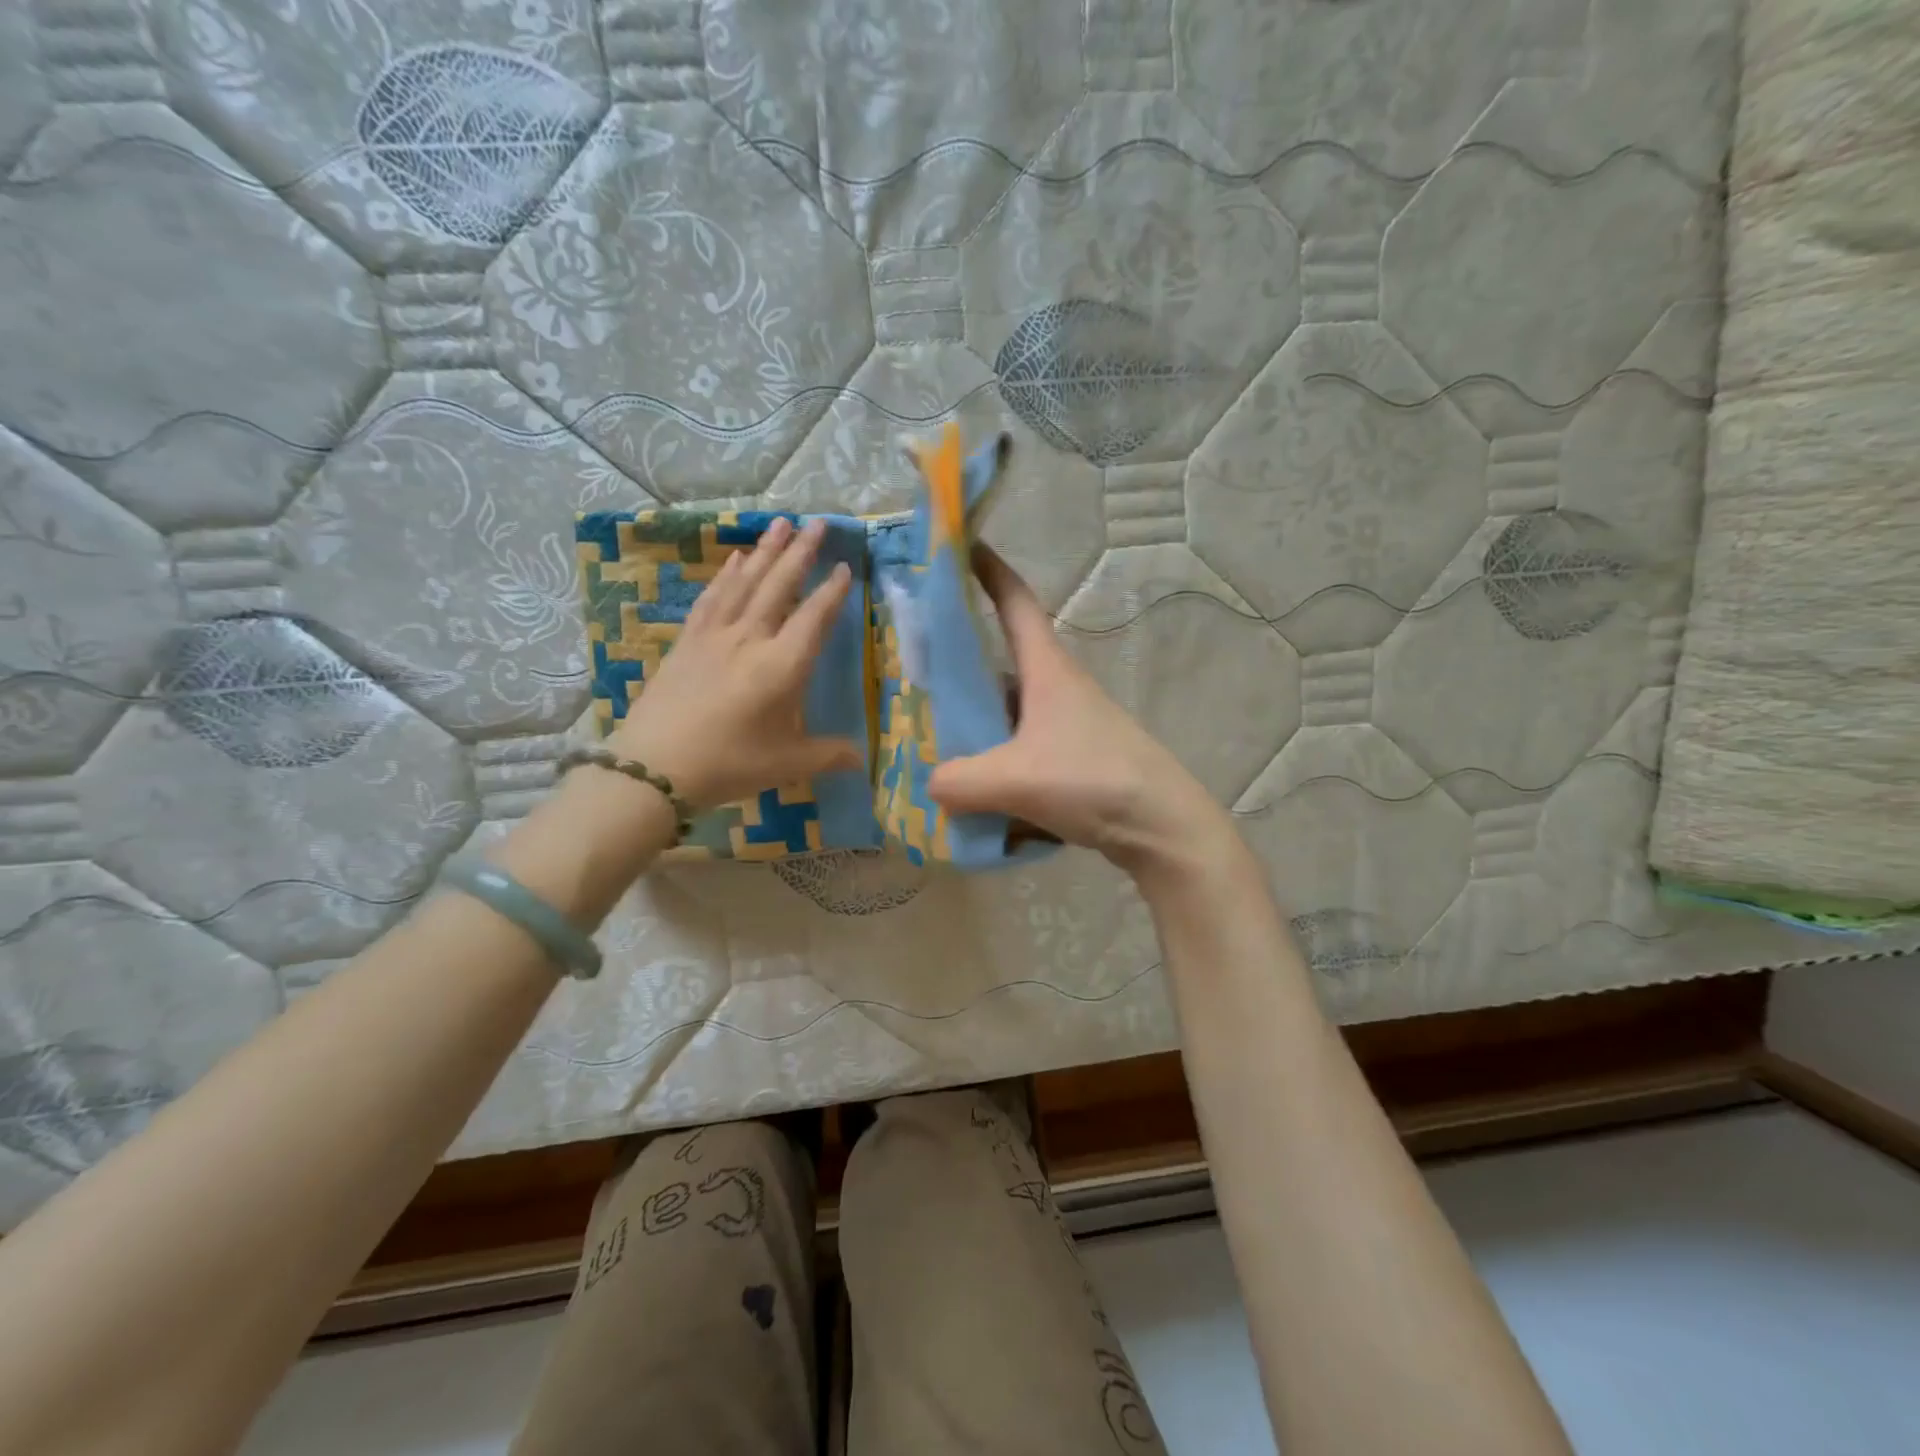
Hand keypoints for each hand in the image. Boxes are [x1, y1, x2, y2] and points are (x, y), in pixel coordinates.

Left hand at [605, 516, 860, 808]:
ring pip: (746, 582)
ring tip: (781, 523)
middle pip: (779, 586)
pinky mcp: (688, 641)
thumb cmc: (729, 764)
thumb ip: (829, 755)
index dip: (832, 592)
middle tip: (817, 522)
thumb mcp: (788, 764)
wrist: (654, 767)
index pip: (814, 618)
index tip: (844, 567)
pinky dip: (727, 574)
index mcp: (782, 666)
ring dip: (766, 551)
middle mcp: (751, 639)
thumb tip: (862, 758)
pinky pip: (712, 597)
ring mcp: (715, 636)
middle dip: (801, 552)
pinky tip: (737, 559)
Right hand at [928, 546, 1239, 880]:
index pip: (1015, 603)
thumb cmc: (1093, 781)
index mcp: (1047, 671)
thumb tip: (930, 784)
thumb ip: (959, 780)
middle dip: (962, 666)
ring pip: (1009, 714)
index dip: (989, 571)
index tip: (961, 545)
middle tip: (915, 676)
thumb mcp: (1014, 779)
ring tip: (933, 746)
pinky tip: (974, 796)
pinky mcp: (1074, 759)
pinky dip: (996, 764)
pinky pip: (1022, 751)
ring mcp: (1068, 725)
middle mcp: (1058, 689)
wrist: (1163, 828)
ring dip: (977, 726)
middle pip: (1002, 664)